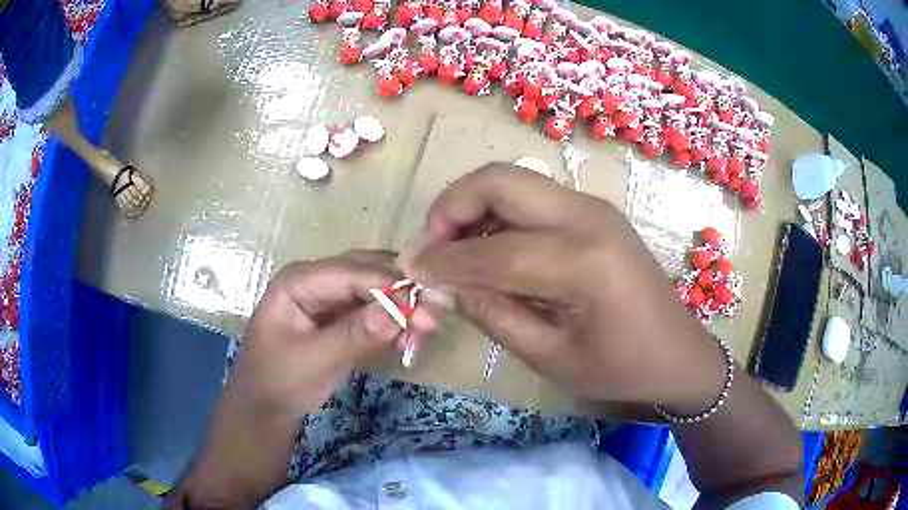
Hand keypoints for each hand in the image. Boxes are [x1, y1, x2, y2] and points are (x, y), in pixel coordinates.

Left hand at [170, 251, 437, 507]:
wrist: (266, 406)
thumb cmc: (279, 380)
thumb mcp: (313, 360)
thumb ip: (353, 334)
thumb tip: (398, 311)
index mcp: (298, 280)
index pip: (351, 272)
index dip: (389, 285)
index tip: (425, 303)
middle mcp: (316, 280)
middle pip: (366, 273)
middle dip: (400, 293)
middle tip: (433, 316)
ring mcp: (329, 297)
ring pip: (374, 290)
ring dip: (401, 307)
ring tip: (425, 331)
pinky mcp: (339, 316)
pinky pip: (372, 310)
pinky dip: (393, 321)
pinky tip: (409, 337)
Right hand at [406, 164, 725, 412]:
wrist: (679, 353)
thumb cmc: (622, 368)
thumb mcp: (552, 356)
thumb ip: (492, 314)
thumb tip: (440, 285)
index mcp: (584, 263)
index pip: (492, 250)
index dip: (442, 260)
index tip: (408, 269)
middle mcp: (589, 218)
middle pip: (500, 181)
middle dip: (452, 207)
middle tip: (432, 249)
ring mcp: (594, 208)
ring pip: (514, 181)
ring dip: (473, 207)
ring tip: (455, 252)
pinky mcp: (594, 213)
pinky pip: (533, 197)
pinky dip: (499, 214)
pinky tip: (490, 249)